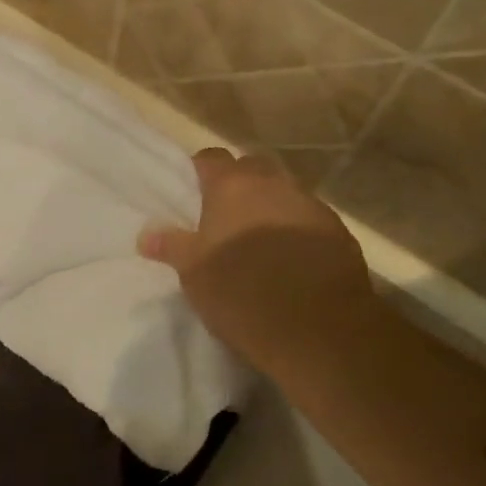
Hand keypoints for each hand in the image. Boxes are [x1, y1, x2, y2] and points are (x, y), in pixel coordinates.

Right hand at [139, 149, 374, 379]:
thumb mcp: (194, 274)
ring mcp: (310, 205)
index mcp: (233, 186)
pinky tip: (292, 259)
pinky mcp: (339, 232)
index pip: (212, 158)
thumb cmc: (241, 293)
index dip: (200, 170)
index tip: (193, 189)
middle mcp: (274, 184)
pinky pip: (309, 220)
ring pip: (285, 193)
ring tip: (259, 239)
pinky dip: (297, 230)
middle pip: (252, 168)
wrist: (317, 328)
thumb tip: (146, 234)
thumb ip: (171, 246)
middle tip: (225, 214)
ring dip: (271, 206)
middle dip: (239, 183)